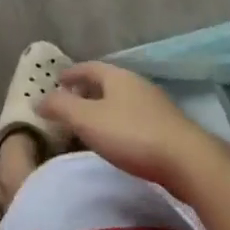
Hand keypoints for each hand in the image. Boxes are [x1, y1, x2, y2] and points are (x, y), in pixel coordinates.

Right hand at [38, 62, 223, 192]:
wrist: (189, 162)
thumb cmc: (132, 135)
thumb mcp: (87, 120)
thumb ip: (60, 107)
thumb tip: (39, 99)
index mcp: (117, 77)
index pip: (89, 67)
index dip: (71, 73)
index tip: (57, 80)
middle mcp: (138, 84)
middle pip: (107, 82)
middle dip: (87, 89)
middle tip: (71, 101)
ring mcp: (157, 106)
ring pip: (123, 100)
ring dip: (105, 107)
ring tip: (91, 122)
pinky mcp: (170, 128)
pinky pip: (136, 118)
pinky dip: (120, 122)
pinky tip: (118, 139)